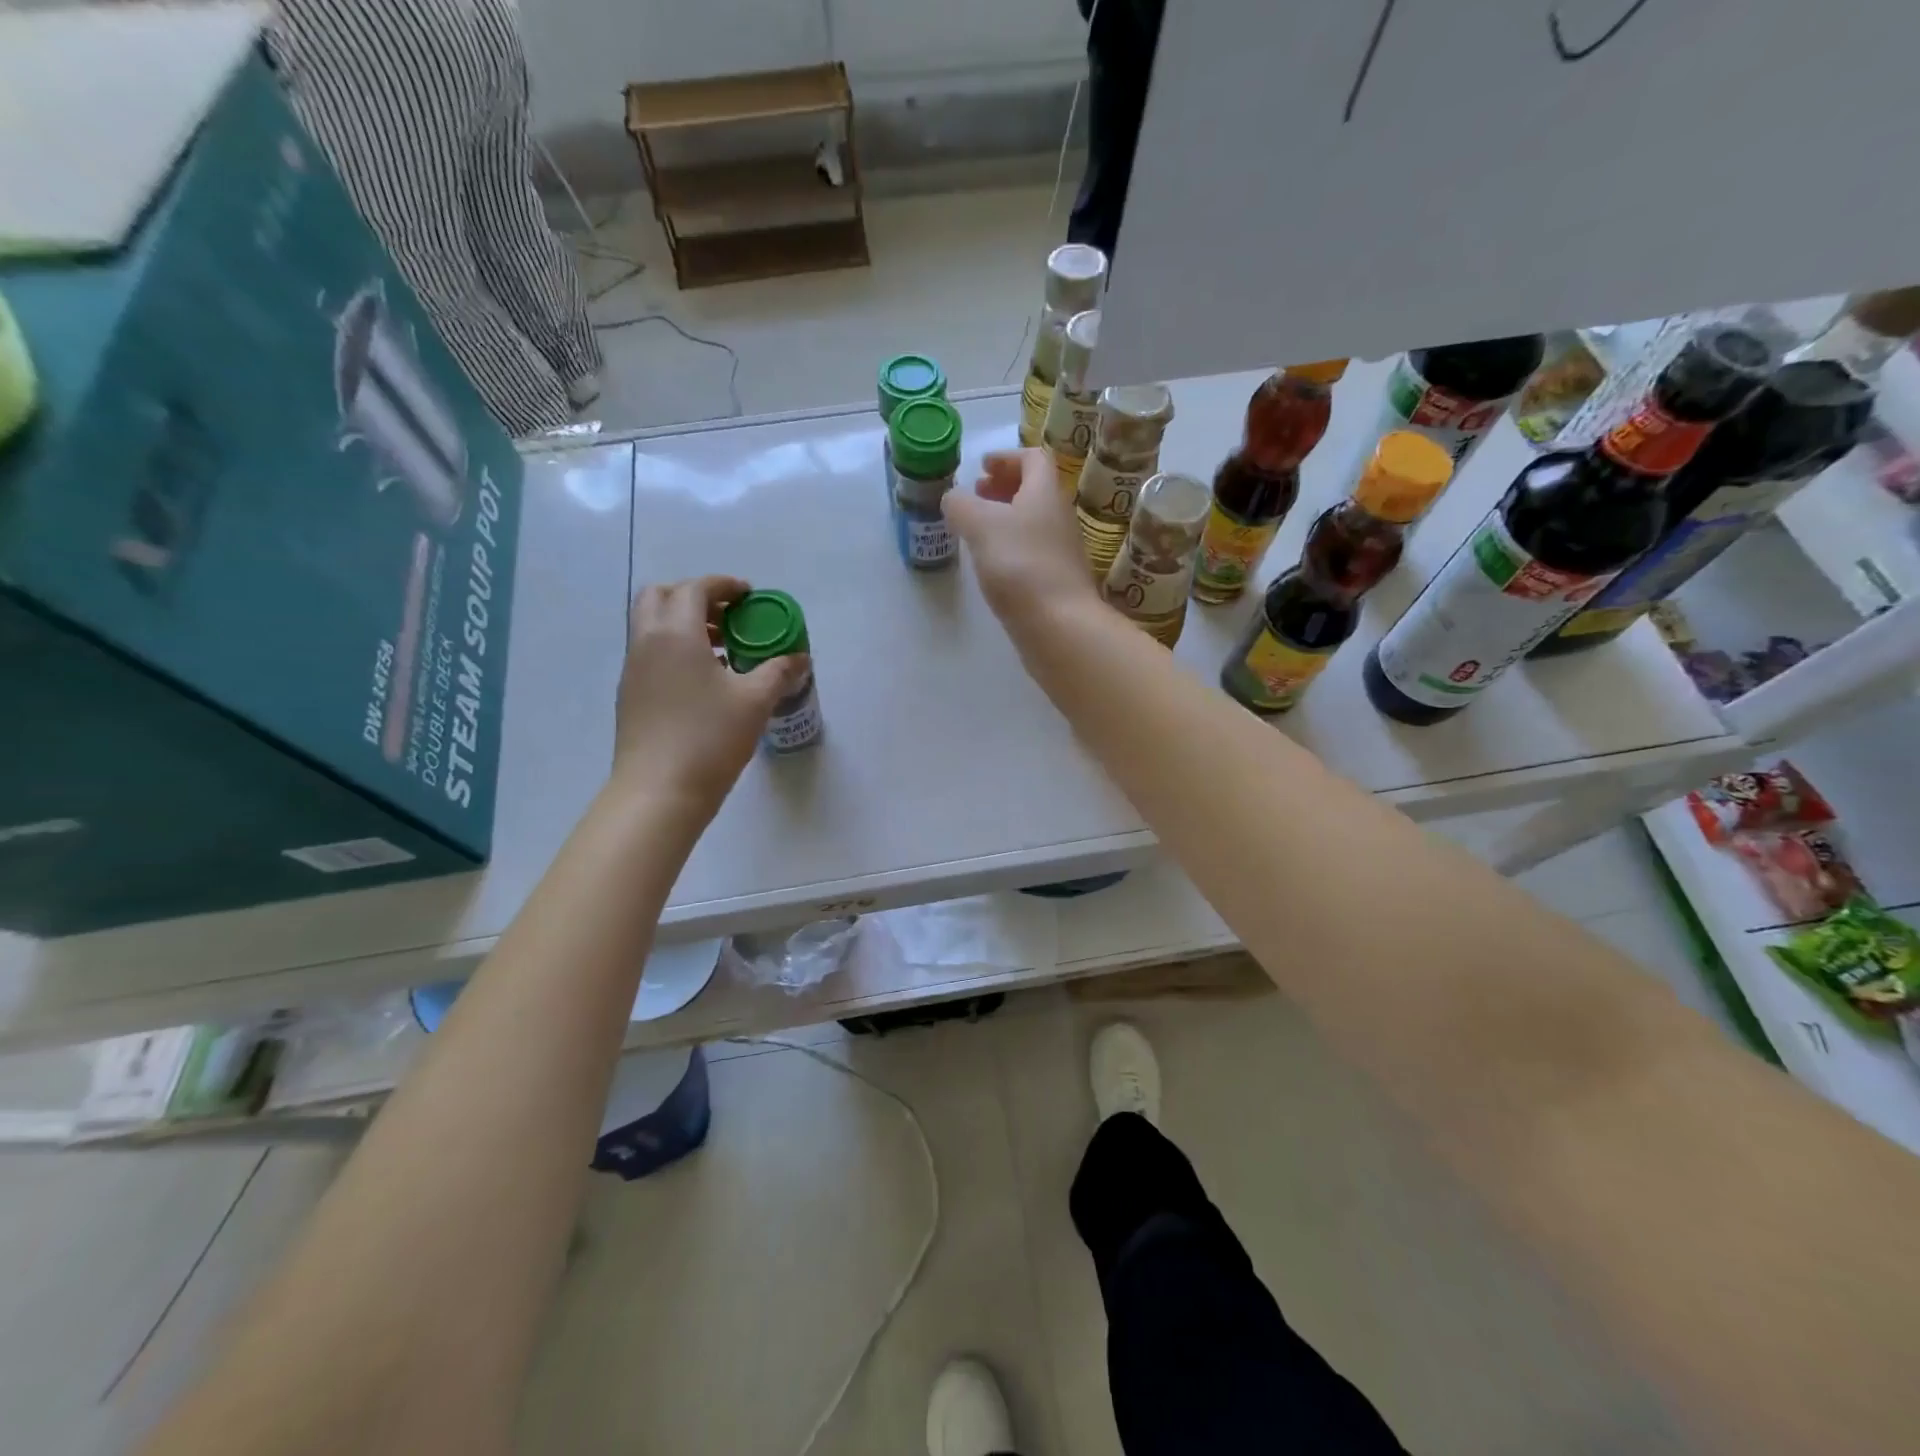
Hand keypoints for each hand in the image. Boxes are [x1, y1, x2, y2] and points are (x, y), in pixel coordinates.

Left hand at [611, 575, 807, 815]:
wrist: (658, 792)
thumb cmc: (709, 738)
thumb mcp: (755, 701)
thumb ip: (779, 672)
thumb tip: (800, 658)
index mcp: (675, 633)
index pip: (694, 588)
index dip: (723, 585)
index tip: (749, 596)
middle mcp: (646, 642)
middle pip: (660, 597)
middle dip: (695, 597)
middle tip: (728, 616)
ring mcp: (633, 670)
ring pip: (652, 626)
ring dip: (684, 624)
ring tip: (722, 649)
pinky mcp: (630, 696)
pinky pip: (651, 653)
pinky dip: (675, 649)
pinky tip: (705, 681)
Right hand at [943, 448, 1098, 623]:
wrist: (1059, 625)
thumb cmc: (1021, 566)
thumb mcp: (981, 526)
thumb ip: (961, 505)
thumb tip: (953, 498)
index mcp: (1045, 492)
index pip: (1033, 458)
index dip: (1007, 457)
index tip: (982, 466)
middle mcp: (1059, 516)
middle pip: (1034, 490)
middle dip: (1003, 488)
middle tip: (976, 495)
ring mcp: (1060, 551)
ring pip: (1032, 522)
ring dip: (1005, 518)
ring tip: (977, 530)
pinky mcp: (1056, 581)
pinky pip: (1031, 551)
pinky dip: (1010, 547)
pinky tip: (992, 565)